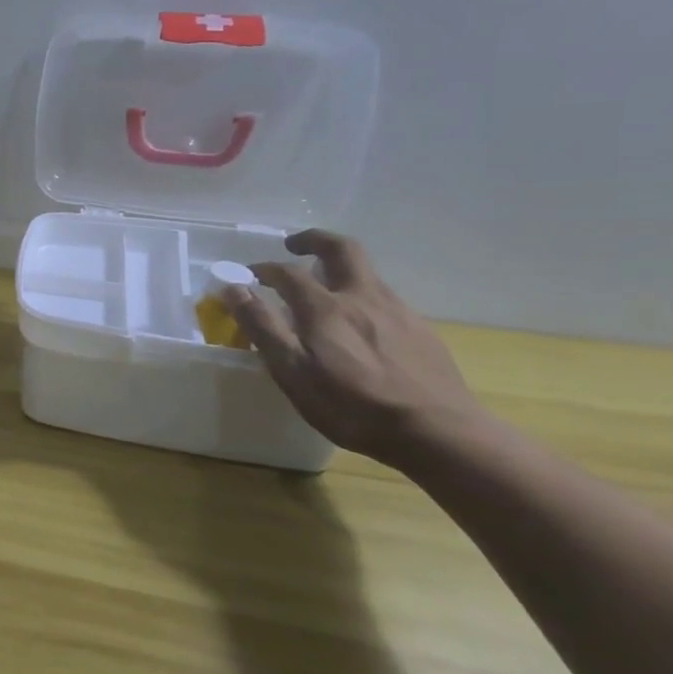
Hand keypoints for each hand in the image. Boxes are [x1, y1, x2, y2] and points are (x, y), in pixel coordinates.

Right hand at [224, 230, 488, 465]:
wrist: (439, 433)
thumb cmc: (352, 405)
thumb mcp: (292, 370)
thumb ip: (262, 326)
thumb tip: (233, 289)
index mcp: (325, 307)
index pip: (287, 272)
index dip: (265, 269)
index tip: (250, 275)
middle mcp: (363, 297)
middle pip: (342, 249)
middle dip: (315, 240)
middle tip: (294, 246)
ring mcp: (398, 312)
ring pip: (367, 274)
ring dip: (340, 270)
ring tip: (324, 291)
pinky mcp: (422, 331)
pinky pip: (386, 301)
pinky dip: (363, 298)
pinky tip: (361, 327)